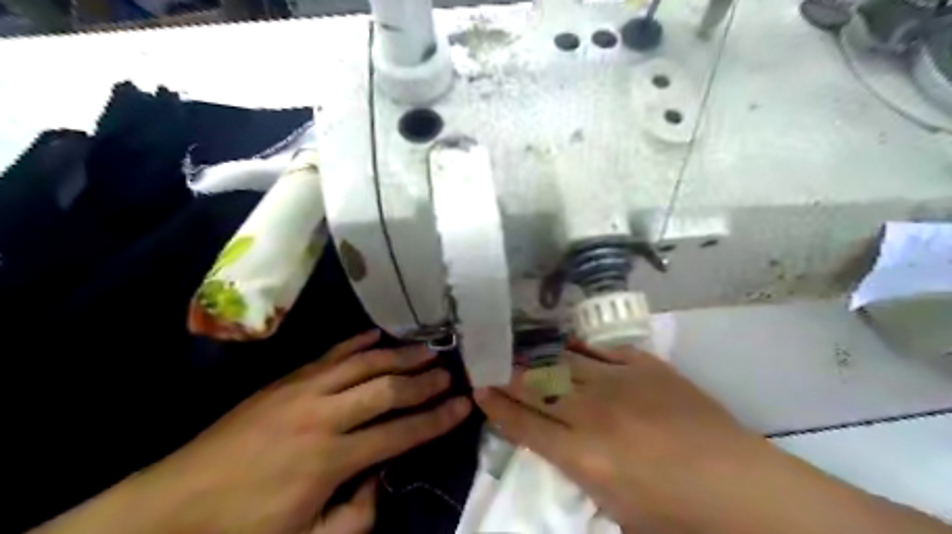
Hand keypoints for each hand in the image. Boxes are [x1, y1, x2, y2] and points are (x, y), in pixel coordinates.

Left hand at [124, 330, 468, 533]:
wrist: (171, 507)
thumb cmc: (242, 530)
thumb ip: (356, 516)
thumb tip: (381, 479)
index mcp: (332, 459)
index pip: (400, 433)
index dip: (437, 420)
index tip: (463, 405)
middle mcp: (324, 415)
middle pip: (386, 389)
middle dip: (423, 381)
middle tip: (448, 372)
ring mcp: (303, 390)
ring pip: (363, 363)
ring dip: (398, 355)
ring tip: (426, 347)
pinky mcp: (285, 380)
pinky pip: (329, 354)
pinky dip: (356, 342)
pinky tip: (377, 334)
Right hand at [473, 343, 768, 530]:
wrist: (739, 486)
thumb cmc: (675, 514)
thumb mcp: (613, 509)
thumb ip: (577, 471)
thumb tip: (554, 442)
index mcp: (582, 456)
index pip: (523, 424)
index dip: (497, 406)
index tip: (479, 390)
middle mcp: (592, 413)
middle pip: (537, 388)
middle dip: (508, 376)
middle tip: (490, 365)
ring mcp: (619, 383)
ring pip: (563, 363)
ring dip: (536, 357)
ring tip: (518, 350)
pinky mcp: (644, 366)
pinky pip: (600, 349)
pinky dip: (577, 346)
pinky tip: (563, 341)